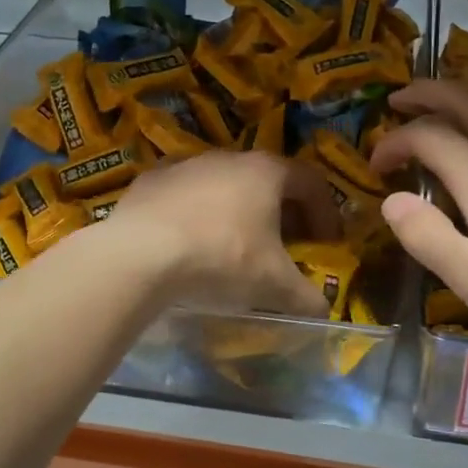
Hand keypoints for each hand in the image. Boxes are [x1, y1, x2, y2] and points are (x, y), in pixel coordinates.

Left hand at [102, 150, 342, 316]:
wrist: (140, 254)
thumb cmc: (221, 258)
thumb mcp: (273, 285)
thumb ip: (305, 296)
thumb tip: (324, 310)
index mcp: (266, 172)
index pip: (311, 182)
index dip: (325, 212)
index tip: (327, 242)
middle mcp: (228, 157)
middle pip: (267, 181)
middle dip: (281, 213)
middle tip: (285, 246)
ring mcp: (185, 165)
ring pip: (222, 186)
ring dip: (236, 212)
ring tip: (234, 247)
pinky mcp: (150, 181)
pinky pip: (183, 196)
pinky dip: (195, 215)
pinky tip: (188, 244)